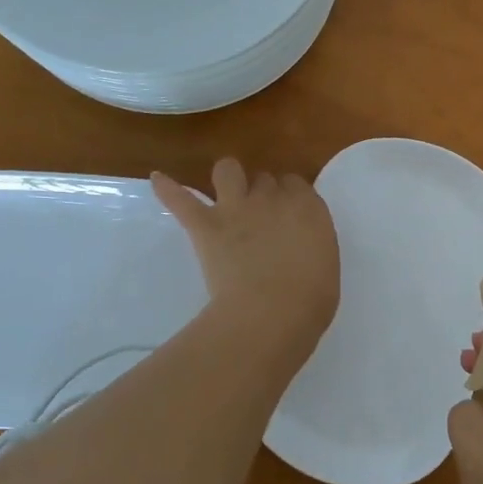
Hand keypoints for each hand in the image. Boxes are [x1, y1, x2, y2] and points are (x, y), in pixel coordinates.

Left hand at [151, 158, 339, 342]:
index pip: (296, 184)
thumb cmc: (310, 300)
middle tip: (260, 217)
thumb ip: (310, 242)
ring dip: (227, 177)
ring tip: (224, 191)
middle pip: (264, 179)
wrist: (272, 313)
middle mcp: (272, 198)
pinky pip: (181, 199)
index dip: (289, 197)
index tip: (287, 214)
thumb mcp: (324, 263)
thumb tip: (298, 244)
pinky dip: (168, 189)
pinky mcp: (205, 225)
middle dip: (262, 192)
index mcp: (308, 208)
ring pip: (227, 170)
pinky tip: (158, 180)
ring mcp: (236, 208)